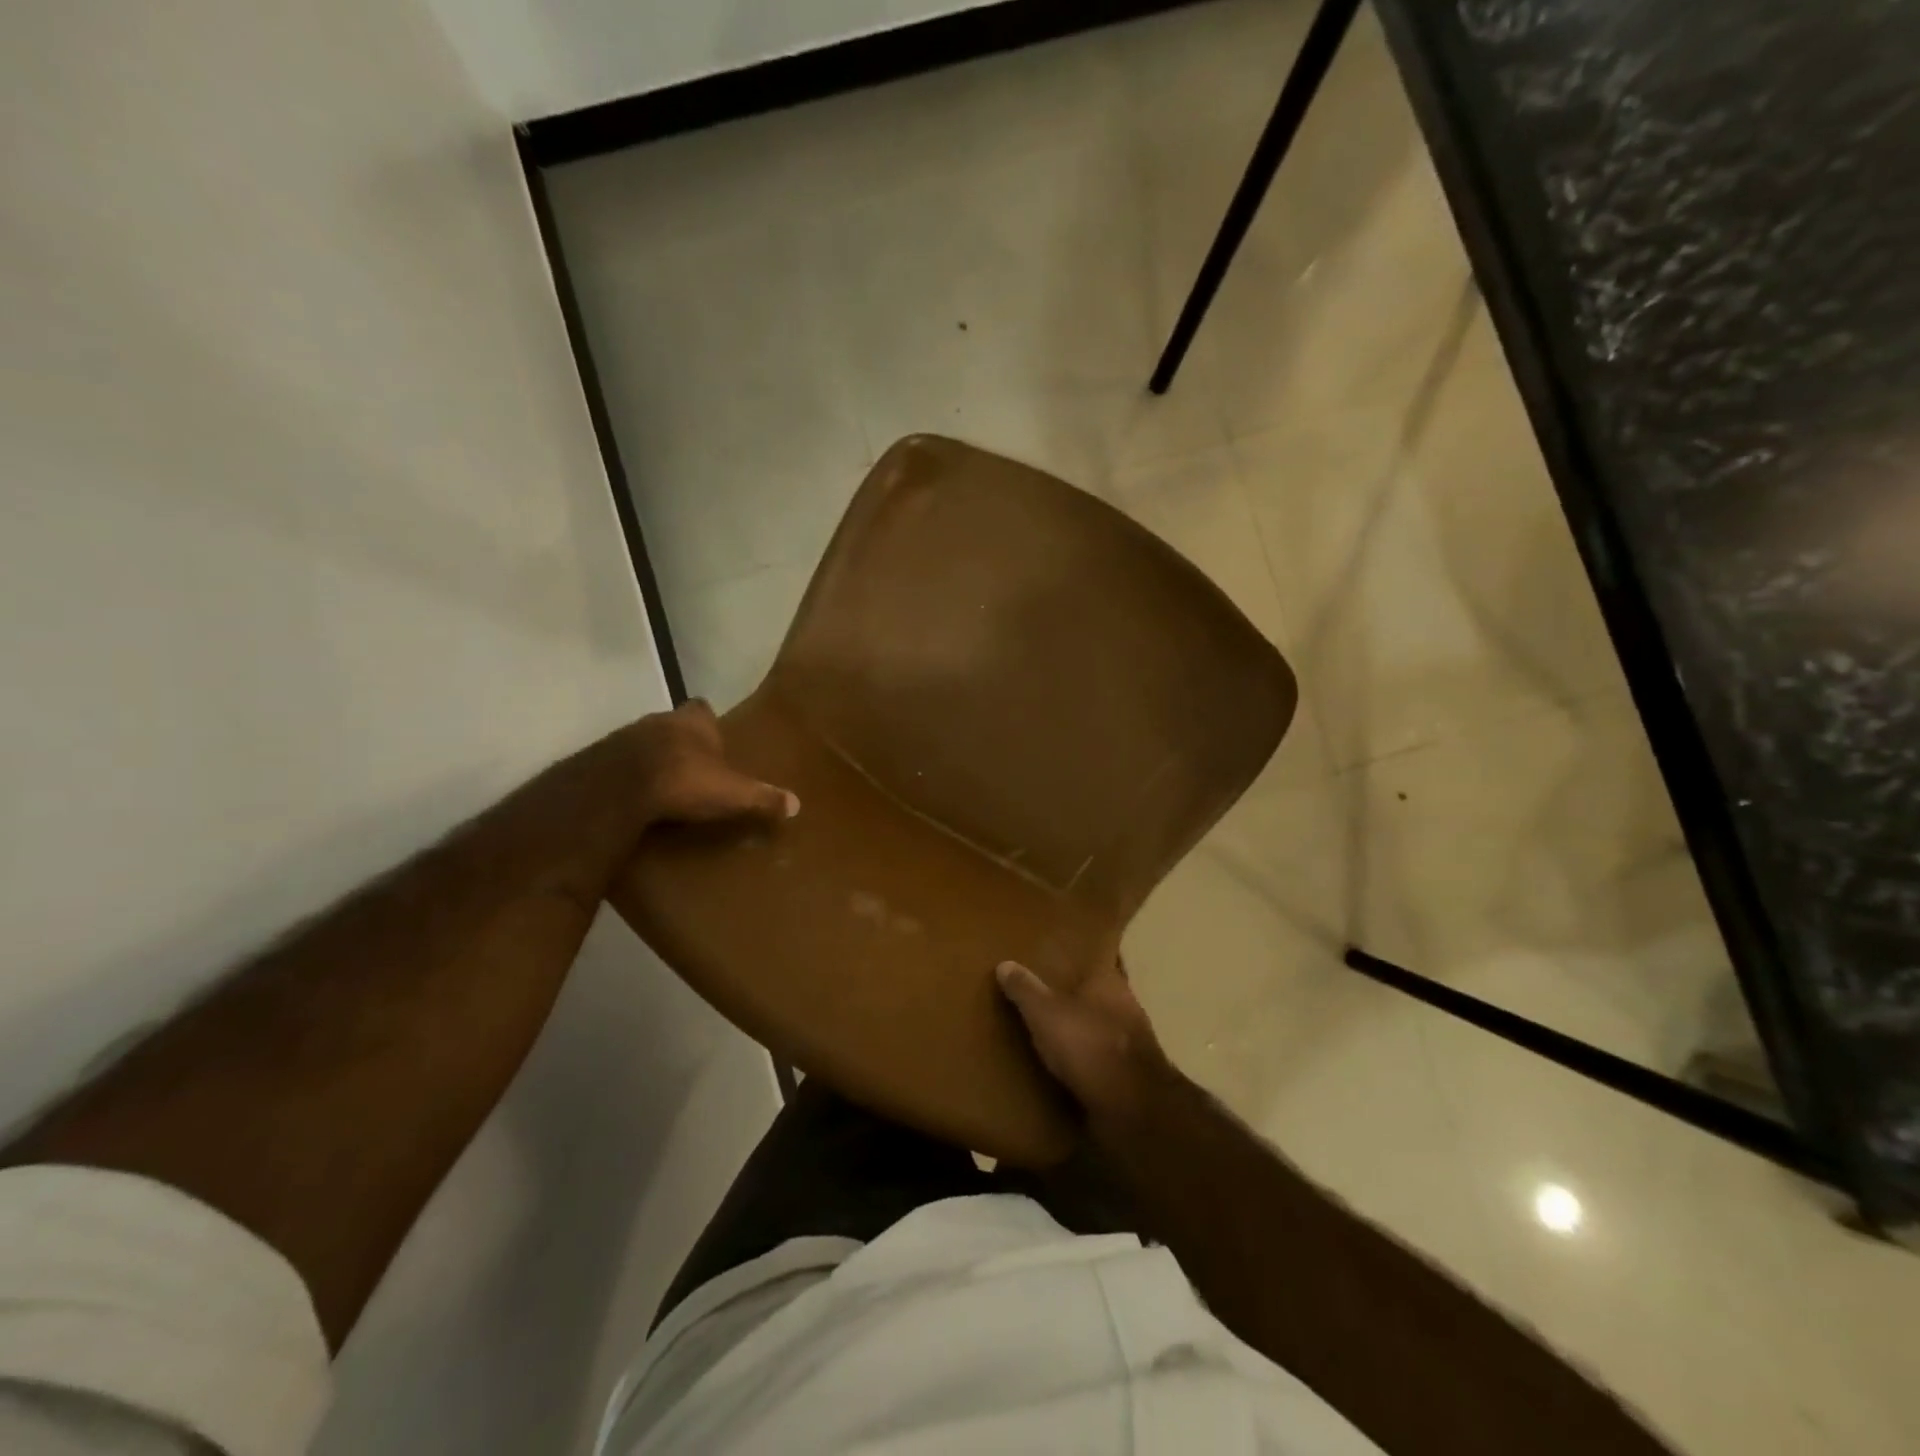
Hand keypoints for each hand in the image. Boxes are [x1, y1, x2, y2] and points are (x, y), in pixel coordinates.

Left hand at [628, 701, 798, 825]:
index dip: (707, 722)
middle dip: (683, 742)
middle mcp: (660, 720)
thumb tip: (796, 804)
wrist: (619, 788)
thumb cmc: (685, 780)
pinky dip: (631, 777)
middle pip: (674, 725)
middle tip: (694, 768)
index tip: (713, 738)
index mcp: (694, 722)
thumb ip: (763, 797)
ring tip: (667, 786)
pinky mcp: (601, 759)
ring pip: (646, 743)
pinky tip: (639, 798)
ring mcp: (627, 737)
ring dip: (655, 759)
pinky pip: (622, 764)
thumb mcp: (733, 793)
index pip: (702, 708)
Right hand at [996, 959, 1176, 1137]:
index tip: (1053, 957)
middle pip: (1096, 992)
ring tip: (1050, 1031)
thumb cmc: (1089, 1045)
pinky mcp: (1129, 1072)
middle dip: (1074, 994)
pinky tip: (1066, 1064)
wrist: (1132, 1107)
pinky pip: (1101, 1056)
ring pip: (1100, 1024)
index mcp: (1109, 980)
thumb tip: (1005, 964)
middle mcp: (1125, 1003)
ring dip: (1081, 1028)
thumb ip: (1026, 989)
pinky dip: (1087, 1057)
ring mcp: (1131, 1039)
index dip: (1074, 958)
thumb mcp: (1045, 1013)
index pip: (1093, 957)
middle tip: (1043, 994)